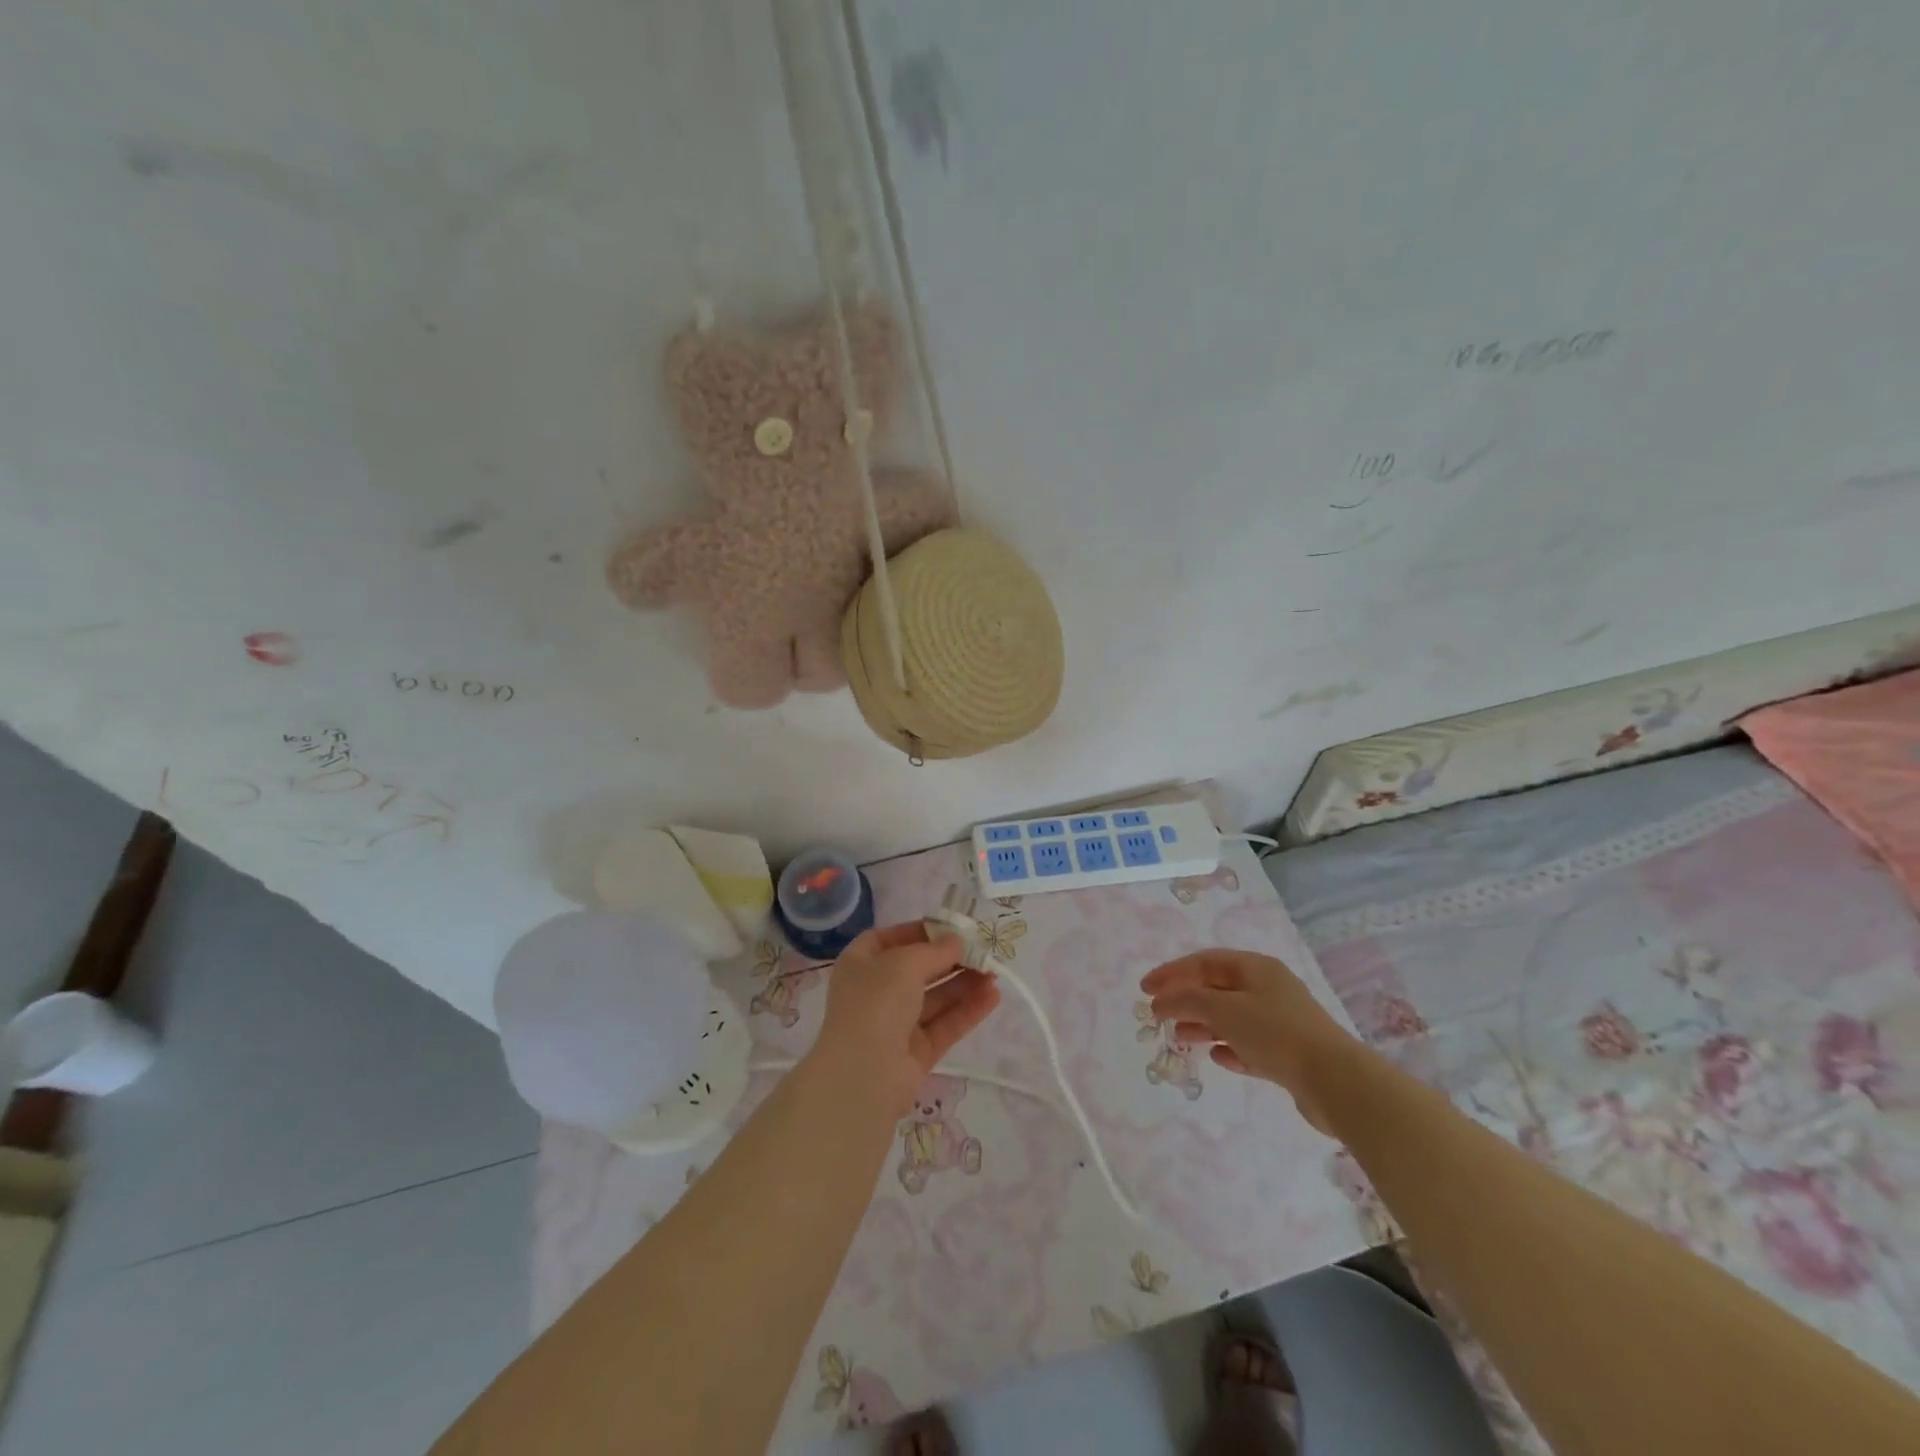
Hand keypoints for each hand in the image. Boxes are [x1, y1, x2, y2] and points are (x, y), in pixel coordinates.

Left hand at [808, 922, 1000, 1117]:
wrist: (863, 1075)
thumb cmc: (876, 1003)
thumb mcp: (904, 963)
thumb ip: (935, 950)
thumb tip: (957, 941)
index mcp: (860, 964)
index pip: (889, 939)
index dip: (918, 932)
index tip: (950, 928)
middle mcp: (876, 992)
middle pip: (918, 970)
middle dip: (950, 959)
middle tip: (983, 951)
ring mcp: (896, 1024)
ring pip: (935, 998)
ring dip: (964, 983)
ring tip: (994, 972)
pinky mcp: (916, 1052)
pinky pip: (945, 1025)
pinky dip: (968, 1010)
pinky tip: (993, 996)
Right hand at [1142, 949, 1360, 1134]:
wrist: (1335, 1081)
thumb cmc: (1275, 1033)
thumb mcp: (1223, 1010)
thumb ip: (1187, 1000)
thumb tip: (1160, 1000)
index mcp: (1255, 968)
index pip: (1204, 962)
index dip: (1171, 972)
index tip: (1145, 989)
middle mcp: (1268, 988)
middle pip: (1217, 988)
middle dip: (1185, 999)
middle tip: (1158, 1015)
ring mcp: (1280, 1021)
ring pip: (1231, 1017)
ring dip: (1203, 1024)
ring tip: (1180, 1038)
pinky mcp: (1288, 1053)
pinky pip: (1249, 1044)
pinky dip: (1229, 1047)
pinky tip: (1217, 1057)